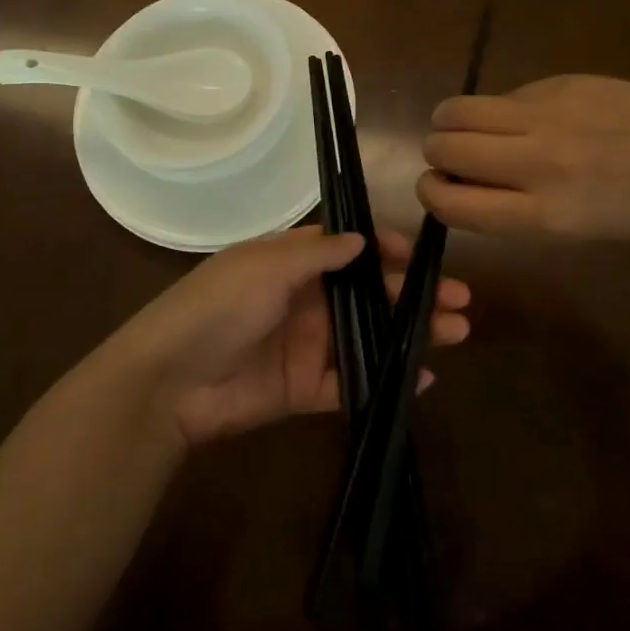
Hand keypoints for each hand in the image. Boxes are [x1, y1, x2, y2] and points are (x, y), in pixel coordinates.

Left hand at [112, 229, 470, 447]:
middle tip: (460, 299)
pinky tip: (424, 377)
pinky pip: (354, 383)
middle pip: (370, 294)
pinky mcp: (306, 390)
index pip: (349, 250)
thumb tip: (363, 240)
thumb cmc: (217, 308)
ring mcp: (308, 346)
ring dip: (412, 334)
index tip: (419, 256)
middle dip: (413, 293)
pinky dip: (387, 380)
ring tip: (456, 332)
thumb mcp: (264, 267)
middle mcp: (306, 300)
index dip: (386, 250)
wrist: (169, 382)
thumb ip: (316, 255)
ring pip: (371, 336)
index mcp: (292, 264)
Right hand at [418, 75, 629, 240]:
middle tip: (457, 156)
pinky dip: (503, 108)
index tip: (437, 187)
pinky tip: (534, 115)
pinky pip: (505, 95)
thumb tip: (458, 177)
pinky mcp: (561, 82)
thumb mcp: (567, 231)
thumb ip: (507, 207)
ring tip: (474, 127)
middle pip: (442, 148)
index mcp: (539, 215)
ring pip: (457, 109)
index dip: (430, 193)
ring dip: (452, 121)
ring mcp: (547, 116)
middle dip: (438, 153)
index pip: (448, 203)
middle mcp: (535, 163)